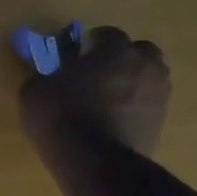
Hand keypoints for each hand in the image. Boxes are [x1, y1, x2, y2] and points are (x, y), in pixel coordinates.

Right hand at [18, 26, 170, 177]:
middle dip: (124, 57)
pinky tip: (114, 119)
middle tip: (101, 71)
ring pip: (150, 79)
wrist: (94, 161)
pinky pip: (148, 106)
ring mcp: (158, 96)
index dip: (93, 41)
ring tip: (109, 98)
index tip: (79, 52)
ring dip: (134, 82)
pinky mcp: (161, 124)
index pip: (109, 34)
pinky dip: (135, 107)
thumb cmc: (61, 115)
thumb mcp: (35, 90)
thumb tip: (49, 74)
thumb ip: (46, 74)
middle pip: (141, 52)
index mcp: (116, 51)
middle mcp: (145, 67)